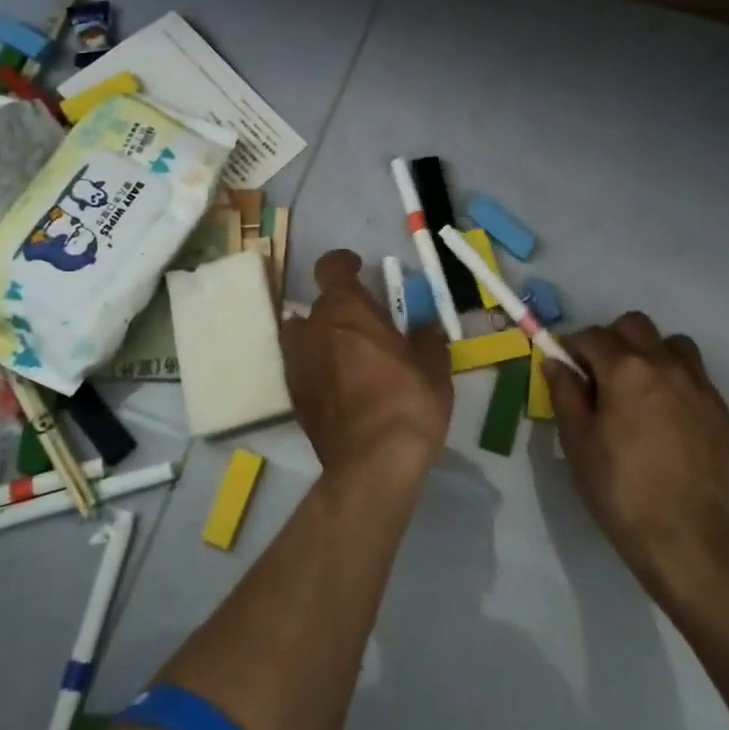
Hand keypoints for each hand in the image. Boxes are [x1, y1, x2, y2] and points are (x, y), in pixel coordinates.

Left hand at [280, 250, 452, 484]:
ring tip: (347, 353)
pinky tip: (340, 385)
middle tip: (367, 325)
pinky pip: (302, 366)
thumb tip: (425, 329)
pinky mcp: (294, 397)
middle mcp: (314, 329)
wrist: (372, 466)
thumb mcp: (433, 368)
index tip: (358, 268)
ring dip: (321, 336)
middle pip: (319, 304)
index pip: (330, 268)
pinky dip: (317, 367)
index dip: (343, 263)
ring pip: (302, 335)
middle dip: (340, 309)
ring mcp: (298, 364)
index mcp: (346, 311)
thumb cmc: (407, 404)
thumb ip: (427, 340)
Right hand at [544, 313, 728, 613]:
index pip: (593, 335)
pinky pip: (696, 376)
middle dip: (613, 339)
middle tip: (602, 374)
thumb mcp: (577, 441)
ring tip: (640, 388)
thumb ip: (565, 392)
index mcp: (625, 369)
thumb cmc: (619, 488)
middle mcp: (665, 364)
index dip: (574, 347)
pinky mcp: (721, 410)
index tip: (568, 367)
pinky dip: (677, 381)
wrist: (684, 538)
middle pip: (635, 325)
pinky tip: (667, 416)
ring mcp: (699, 386)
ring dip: (652, 353)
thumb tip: (556, 361)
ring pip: (673, 344)